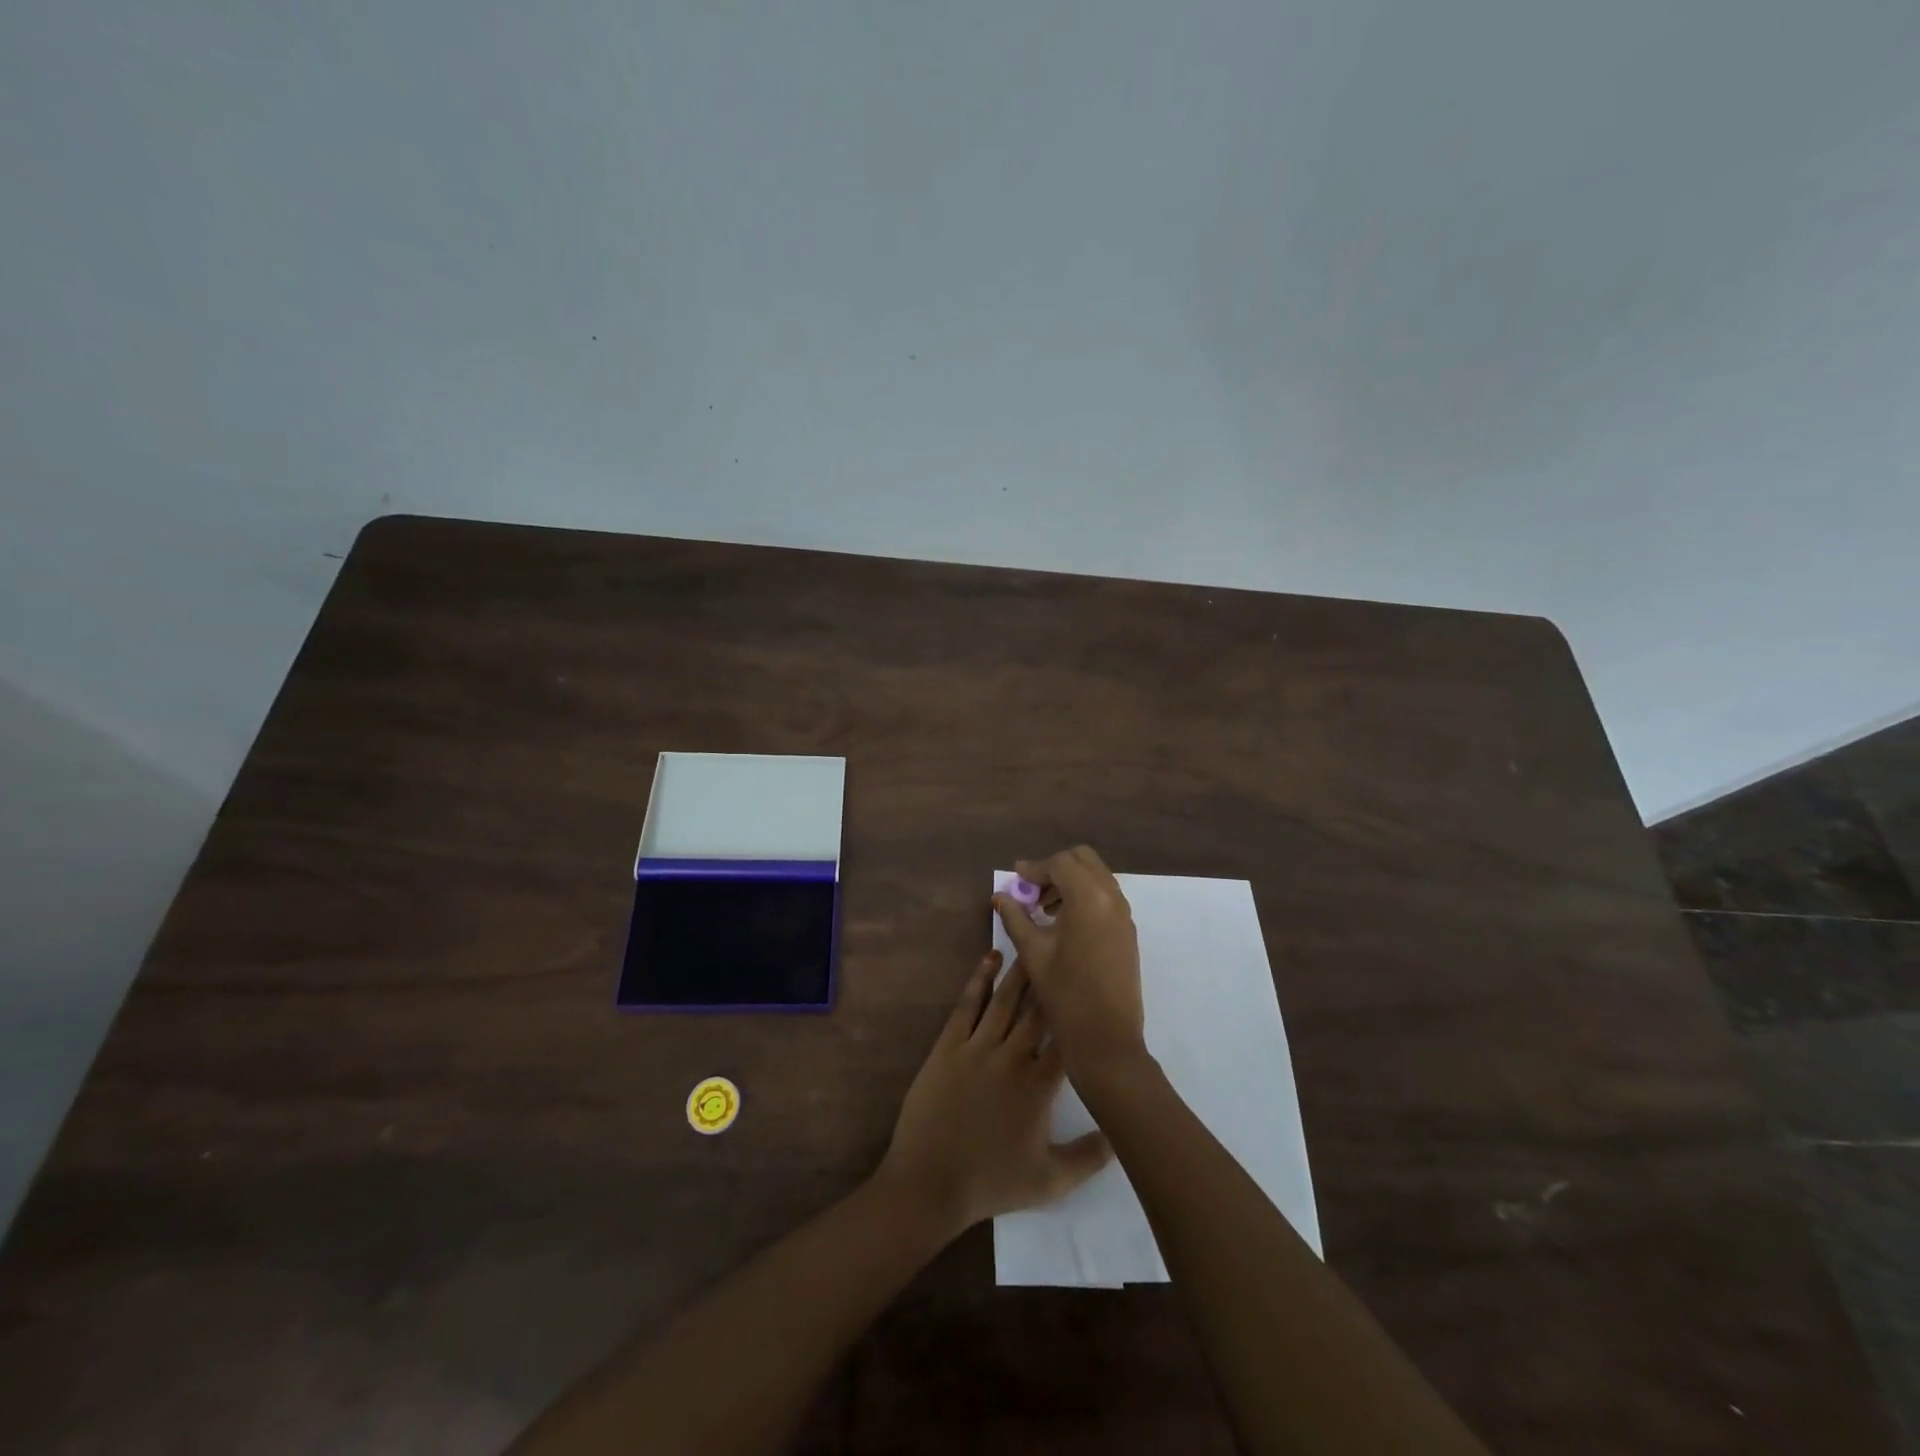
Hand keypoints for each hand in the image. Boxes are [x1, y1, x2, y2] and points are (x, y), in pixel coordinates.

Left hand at [877, 951, 1111, 1238]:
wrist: (930, 1182)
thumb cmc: (991, 1182)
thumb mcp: (1051, 1181)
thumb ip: (1090, 1157)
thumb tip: (1122, 1133)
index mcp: (1039, 1086)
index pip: (1066, 1040)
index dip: (1079, 1012)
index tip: (1091, 986)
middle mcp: (1011, 1057)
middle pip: (1037, 1011)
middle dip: (1052, 980)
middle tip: (1064, 948)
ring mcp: (977, 1047)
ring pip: (1005, 1000)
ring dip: (1020, 971)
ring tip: (1033, 944)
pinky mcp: (948, 1045)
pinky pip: (968, 1005)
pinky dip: (979, 979)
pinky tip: (990, 958)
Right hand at [994, 846, 1146, 1080]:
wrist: (1106, 1039)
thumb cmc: (1065, 994)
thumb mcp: (1033, 953)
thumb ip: (1015, 917)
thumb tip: (1001, 896)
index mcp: (1088, 898)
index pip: (1060, 863)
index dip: (1035, 868)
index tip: (1016, 879)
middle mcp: (1111, 898)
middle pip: (1083, 860)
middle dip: (1056, 868)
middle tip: (1032, 890)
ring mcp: (1124, 915)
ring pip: (1097, 876)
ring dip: (1071, 881)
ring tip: (1045, 908)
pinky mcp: (1128, 931)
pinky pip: (1106, 897)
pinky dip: (1085, 896)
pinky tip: (1064, 923)